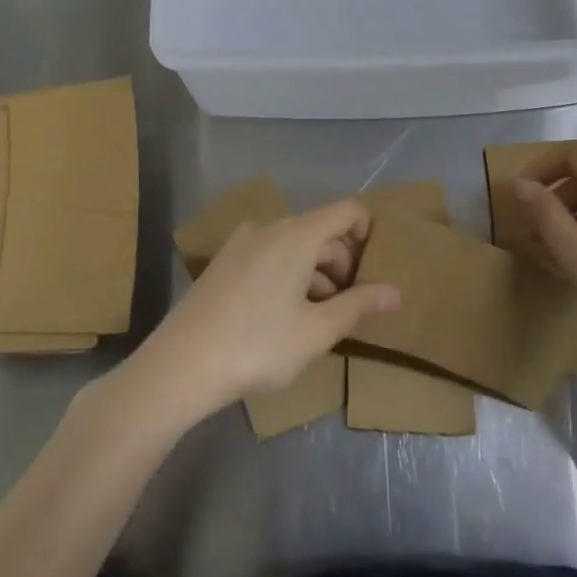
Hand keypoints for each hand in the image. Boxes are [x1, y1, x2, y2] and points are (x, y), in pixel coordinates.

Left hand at [122, 199, 399, 425]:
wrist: (180, 365)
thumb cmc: (258, 345)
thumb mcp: (317, 331)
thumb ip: (359, 307)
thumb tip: (396, 292)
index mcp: (298, 234)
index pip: (347, 211)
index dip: (368, 234)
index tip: (374, 274)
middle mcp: (270, 227)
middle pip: (321, 231)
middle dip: (343, 265)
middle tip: (350, 309)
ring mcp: (241, 243)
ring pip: (294, 247)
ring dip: (315, 275)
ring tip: (318, 320)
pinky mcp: (222, 263)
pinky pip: (269, 257)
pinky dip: (288, 276)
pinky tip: (283, 317)